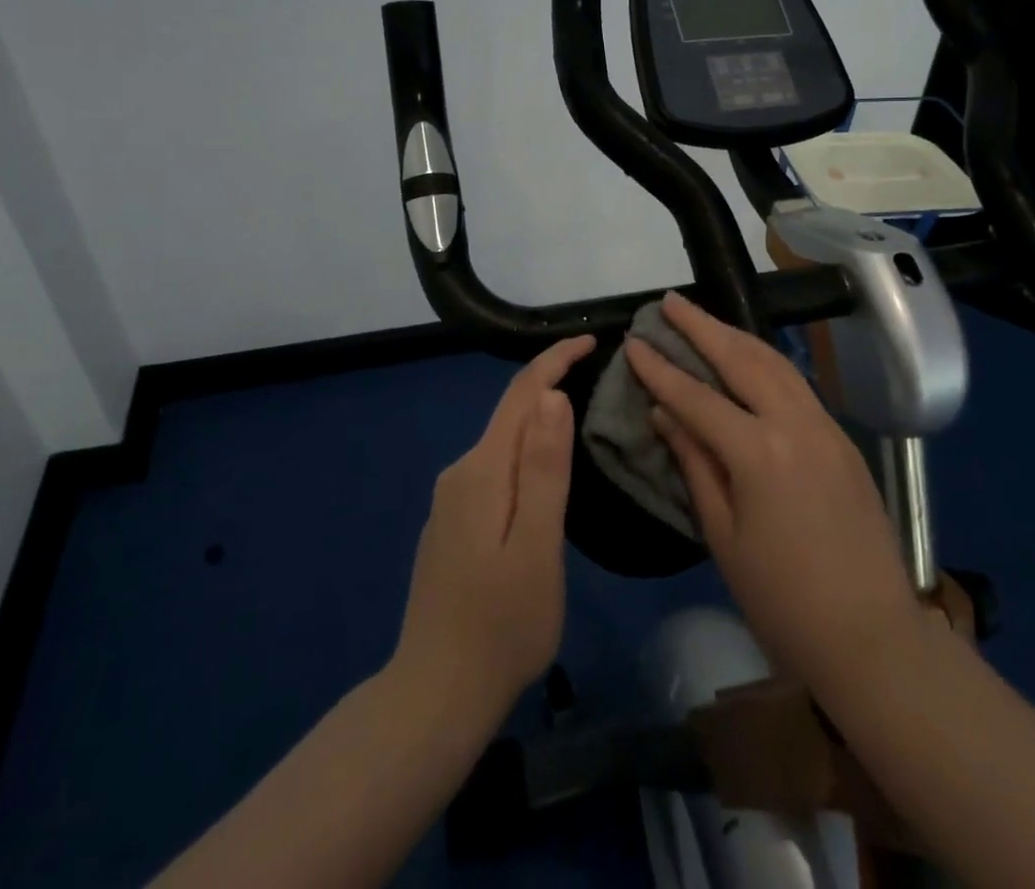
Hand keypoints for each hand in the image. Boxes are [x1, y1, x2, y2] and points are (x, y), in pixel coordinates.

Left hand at [394, 334, 594, 727]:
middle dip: (551, 386)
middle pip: (511, 414)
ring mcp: (452, 501)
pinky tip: (545, 476)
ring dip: (540, 423)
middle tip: (599, 378)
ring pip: (504, 444)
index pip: (521, 394)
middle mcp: (461, 473)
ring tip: (583, 419)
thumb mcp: (537, 546)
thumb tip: (552, 395)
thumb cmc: (501, 625)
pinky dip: (525, 457)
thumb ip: (544, 469)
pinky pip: (496, 471)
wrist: (435, 695)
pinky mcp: (453, 524)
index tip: (591, 340)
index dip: (554, 360)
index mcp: (482, 471)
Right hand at [626, 294, 922, 696]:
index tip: (634, 342)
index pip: (697, 396)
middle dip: (701, 326)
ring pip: (775, 362)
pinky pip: (797, 384)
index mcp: (758, 453)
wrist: (872, 636)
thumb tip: (665, 414)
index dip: (661, 369)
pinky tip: (748, 359)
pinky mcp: (842, 438)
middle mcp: (794, 424)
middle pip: (741, 358)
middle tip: (670, 302)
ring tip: (704, 319)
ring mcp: (825, 426)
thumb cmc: (782, 599)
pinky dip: (766, 361)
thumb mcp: (724, 536)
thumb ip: (695, 464)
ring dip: (736, 335)